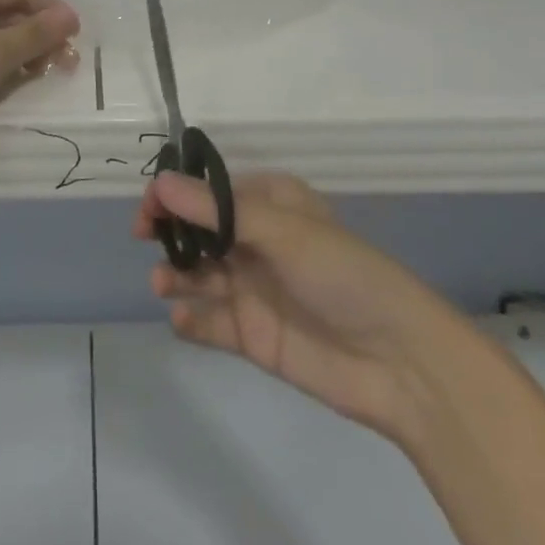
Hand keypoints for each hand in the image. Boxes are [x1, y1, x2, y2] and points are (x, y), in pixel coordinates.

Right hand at [137, 171, 434, 441]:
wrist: (398, 362)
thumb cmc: (342, 274)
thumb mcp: (281, 231)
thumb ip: (217, 211)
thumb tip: (160, 182)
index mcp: (270, 205)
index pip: (210, 191)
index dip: (176, 194)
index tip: (149, 208)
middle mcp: (257, 242)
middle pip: (199, 231)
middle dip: (171, 233)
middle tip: (146, 239)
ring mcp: (254, 289)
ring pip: (200, 274)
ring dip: (176, 275)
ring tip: (165, 284)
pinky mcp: (253, 334)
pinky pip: (210, 322)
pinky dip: (191, 321)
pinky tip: (182, 322)